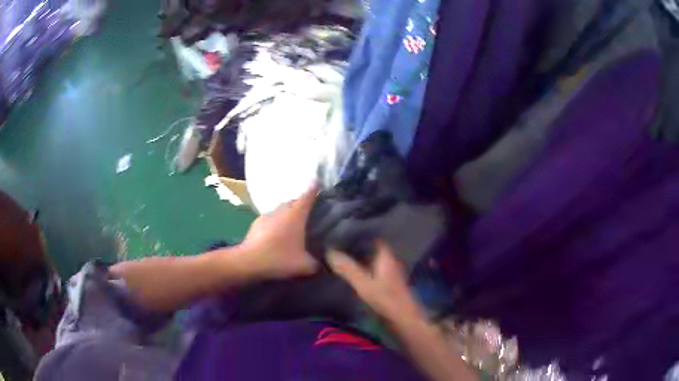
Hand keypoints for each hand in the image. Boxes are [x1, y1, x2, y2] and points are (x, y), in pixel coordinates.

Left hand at [241, 185, 319, 279]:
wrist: (249, 262)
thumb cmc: (280, 258)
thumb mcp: (305, 265)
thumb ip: (317, 263)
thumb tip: (323, 263)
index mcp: (296, 215)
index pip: (308, 195)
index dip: (315, 188)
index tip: (319, 182)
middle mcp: (281, 210)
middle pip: (294, 201)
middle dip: (302, 204)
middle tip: (310, 213)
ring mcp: (266, 216)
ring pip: (281, 210)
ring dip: (288, 214)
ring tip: (293, 226)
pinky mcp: (256, 224)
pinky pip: (271, 219)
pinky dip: (276, 223)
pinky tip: (277, 235)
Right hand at [328, 240, 423, 323]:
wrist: (404, 318)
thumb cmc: (386, 299)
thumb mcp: (363, 284)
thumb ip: (347, 268)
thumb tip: (329, 252)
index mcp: (386, 256)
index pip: (373, 237)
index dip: (360, 233)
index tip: (343, 231)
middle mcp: (390, 260)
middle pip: (373, 248)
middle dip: (358, 245)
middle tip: (338, 243)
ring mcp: (390, 271)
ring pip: (373, 259)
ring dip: (361, 257)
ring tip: (342, 255)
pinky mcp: (389, 282)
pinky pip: (375, 269)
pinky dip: (365, 267)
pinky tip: (354, 271)